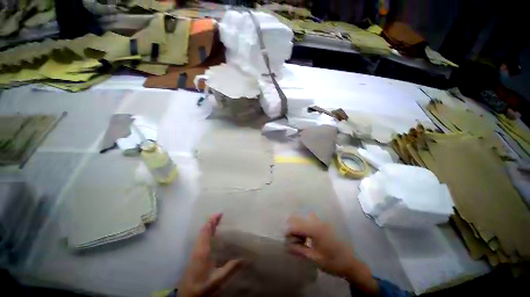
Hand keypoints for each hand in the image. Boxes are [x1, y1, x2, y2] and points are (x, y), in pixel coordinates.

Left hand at [178, 214, 243, 296]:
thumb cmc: (201, 287)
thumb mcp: (217, 280)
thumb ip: (230, 269)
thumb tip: (245, 259)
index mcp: (202, 251)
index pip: (206, 231)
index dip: (212, 221)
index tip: (220, 213)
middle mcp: (198, 249)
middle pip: (203, 230)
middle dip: (211, 221)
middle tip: (220, 215)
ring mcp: (195, 252)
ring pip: (201, 234)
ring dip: (208, 226)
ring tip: (217, 221)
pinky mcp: (194, 256)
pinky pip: (200, 239)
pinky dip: (206, 232)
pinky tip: (211, 235)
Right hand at [286, 213, 377, 294]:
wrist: (350, 263)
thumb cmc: (332, 262)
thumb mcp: (314, 258)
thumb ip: (299, 250)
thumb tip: (286, 245)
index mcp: (314, 229)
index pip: (295, 226)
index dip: (288, 233)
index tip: (286, 242)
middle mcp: (316, 221)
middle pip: (297, 218)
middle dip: (292, 229)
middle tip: (294, 242)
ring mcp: (320, 221)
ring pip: (302, 219)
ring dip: (298, 228)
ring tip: (301, 241)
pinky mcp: (322, 224)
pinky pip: (308, 221)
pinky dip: (304, 228)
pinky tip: (307, 239)